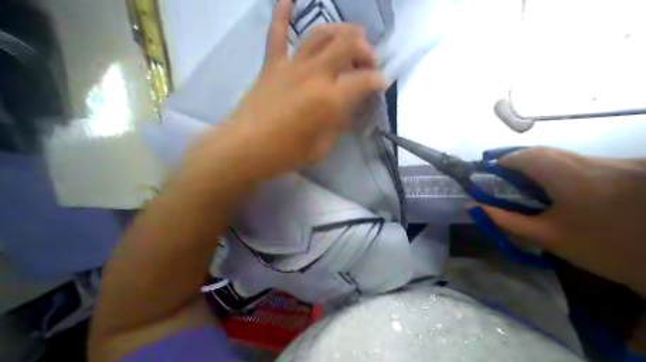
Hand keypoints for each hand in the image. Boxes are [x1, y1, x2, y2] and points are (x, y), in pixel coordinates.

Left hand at [190, 0, 385, 178]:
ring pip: (320, 34)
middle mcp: (314, 75)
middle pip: (346, 45)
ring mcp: (290, 66)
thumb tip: (342, 113)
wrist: (246, 149)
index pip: (363, 82)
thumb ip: (334, 127)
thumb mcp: (320, 148)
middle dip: (364, 50)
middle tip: (369, 61)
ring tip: (350, 36)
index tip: (382, 84)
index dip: (377, 81)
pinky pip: (276, 33)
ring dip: (340, 30)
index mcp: (329, 100)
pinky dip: (283, 12)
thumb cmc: (285, 155)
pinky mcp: (271, 66)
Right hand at [473, 147, 645, 296]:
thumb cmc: (606, 251)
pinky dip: (561, 169)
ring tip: (531, 186)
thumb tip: (471, 206)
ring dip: (539, 166)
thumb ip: (503, 218)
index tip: (492, 172)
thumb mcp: (545, 236)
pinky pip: (583, 162)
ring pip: (564, 156)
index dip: (504, 160)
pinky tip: (562, 188)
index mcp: (576, 180)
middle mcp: (601, 164)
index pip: (529, 156)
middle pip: (545, 152)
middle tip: (506, 180)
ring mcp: (625, 164)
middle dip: (518, 162)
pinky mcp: (635, 169)